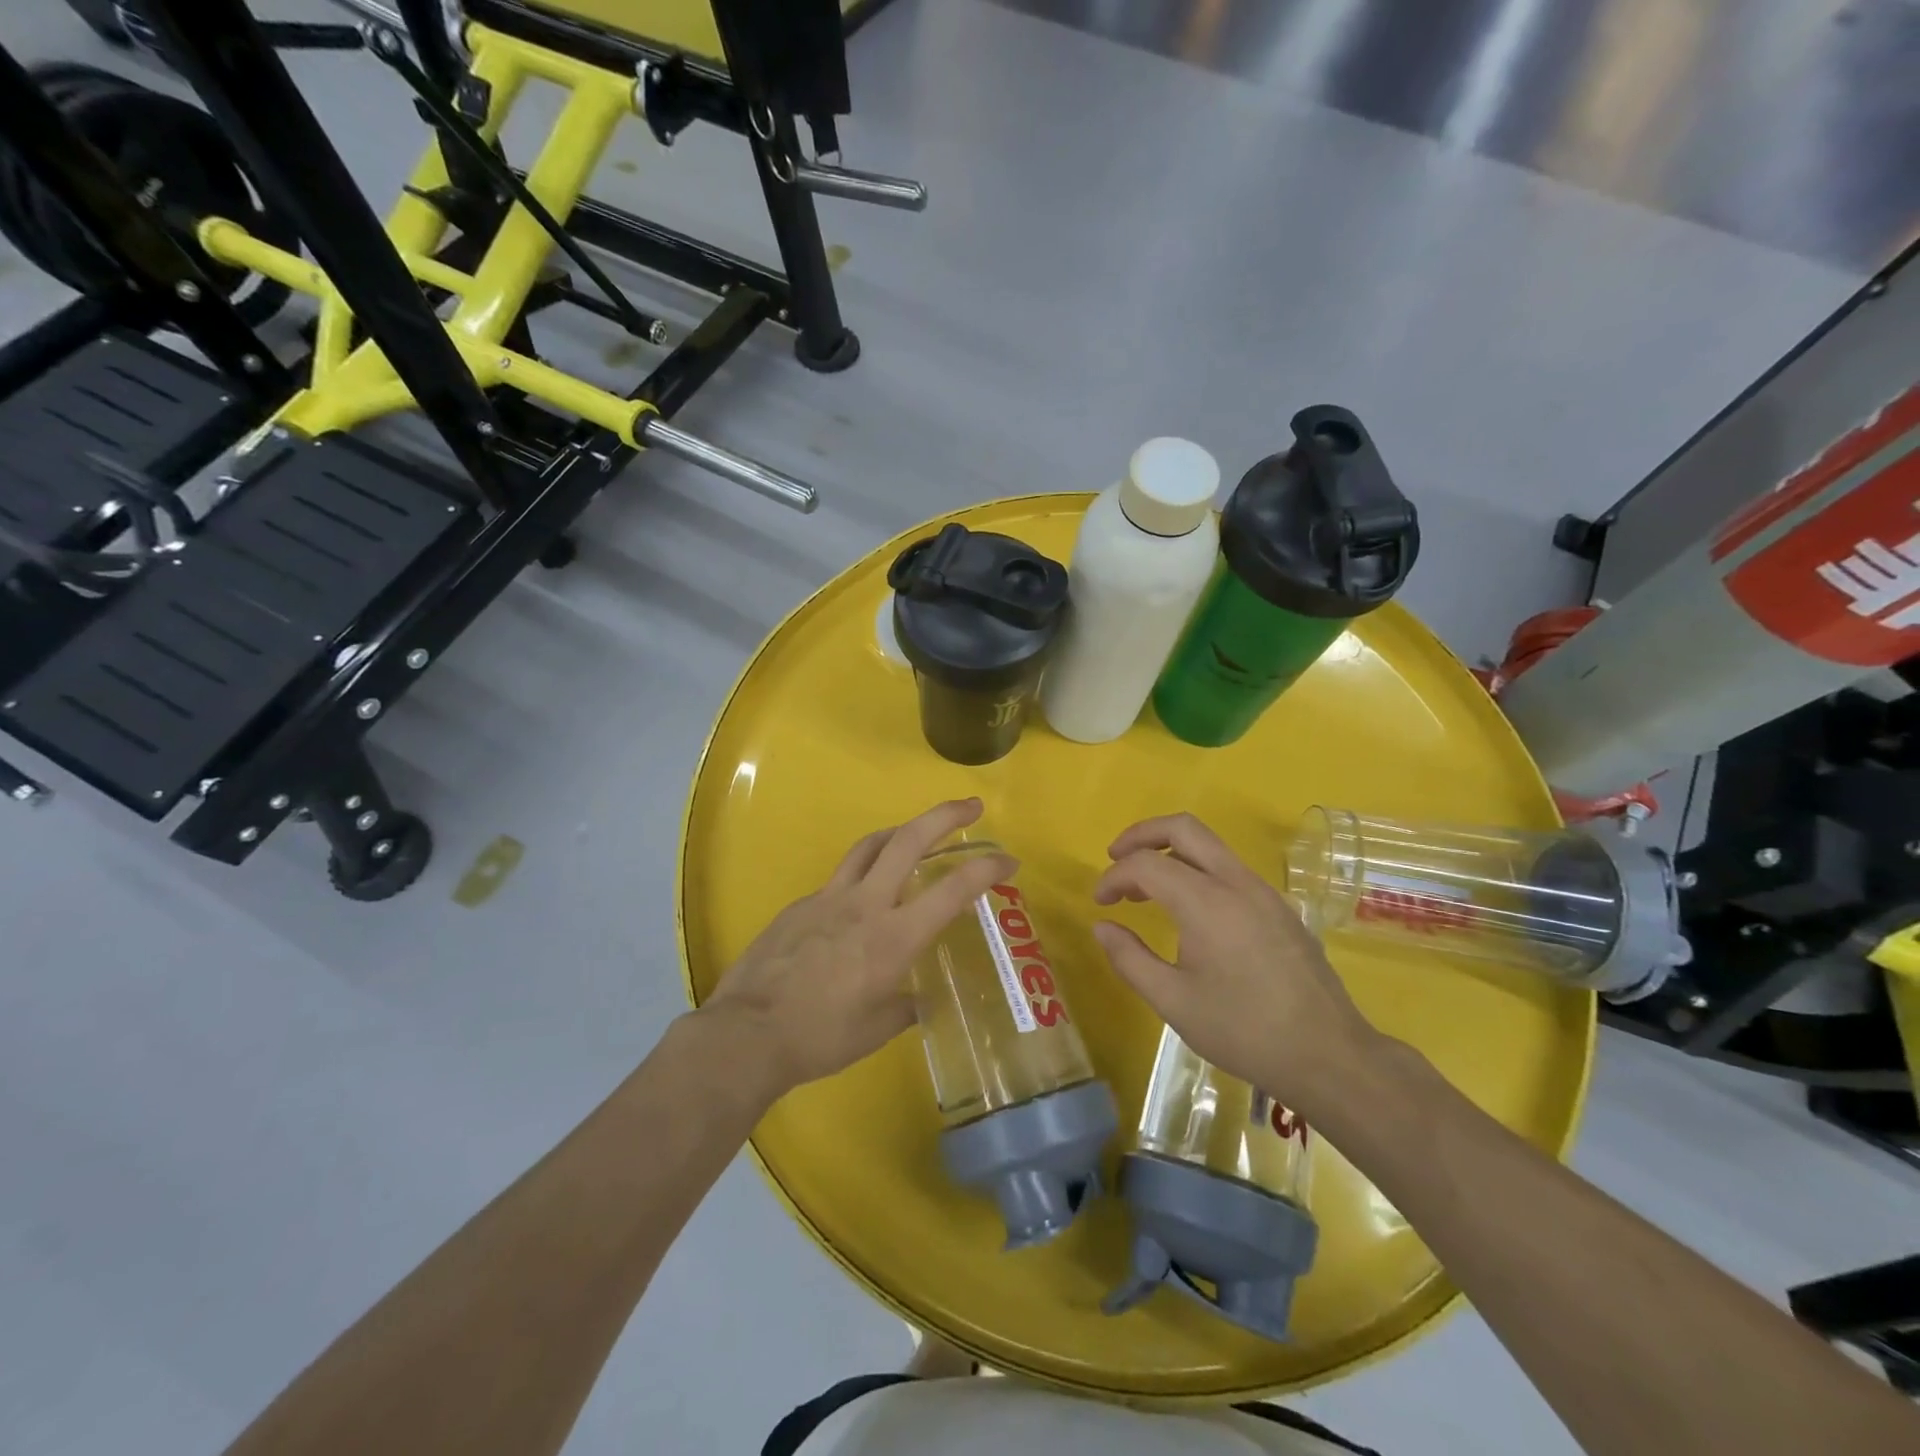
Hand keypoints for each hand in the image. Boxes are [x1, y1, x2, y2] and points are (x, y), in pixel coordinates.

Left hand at [701, 799, 1016, 1096]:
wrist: (746, 1033)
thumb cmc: (819, 1037)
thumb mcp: (875, 1030)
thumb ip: (904, 1007)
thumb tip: (920, 1000)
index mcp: (893, 937)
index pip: (952, 890)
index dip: (986, 869)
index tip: (1008, 860)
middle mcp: (866, 904)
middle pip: (908, 840)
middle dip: (945, 816)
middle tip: (971, 805)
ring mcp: (828, 898)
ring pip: (870, 845)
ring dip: (901, 831)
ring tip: (917, 833)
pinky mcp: (801, 904)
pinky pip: (839, 878)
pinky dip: (861, 875)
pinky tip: (859, 900)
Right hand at [1092, 813, 1378, 1115]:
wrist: (1330, 1055)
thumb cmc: (1244, 1031)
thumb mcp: (1173, 1002)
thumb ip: (1130, 959)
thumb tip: (1102, 926)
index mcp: (1206, 902)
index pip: (1146, 864)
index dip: (1114, 877)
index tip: (1099, 903)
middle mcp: (1236, 882)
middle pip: (1183, 827)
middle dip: (1141, 834)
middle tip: (1115, 859)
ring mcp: (1263, 891)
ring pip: (1209, 845)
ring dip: (1169, 852)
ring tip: (1145, 887)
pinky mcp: (1279, 907)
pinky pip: (1229, 868)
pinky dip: (1196, 870)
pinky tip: (1187, 910)